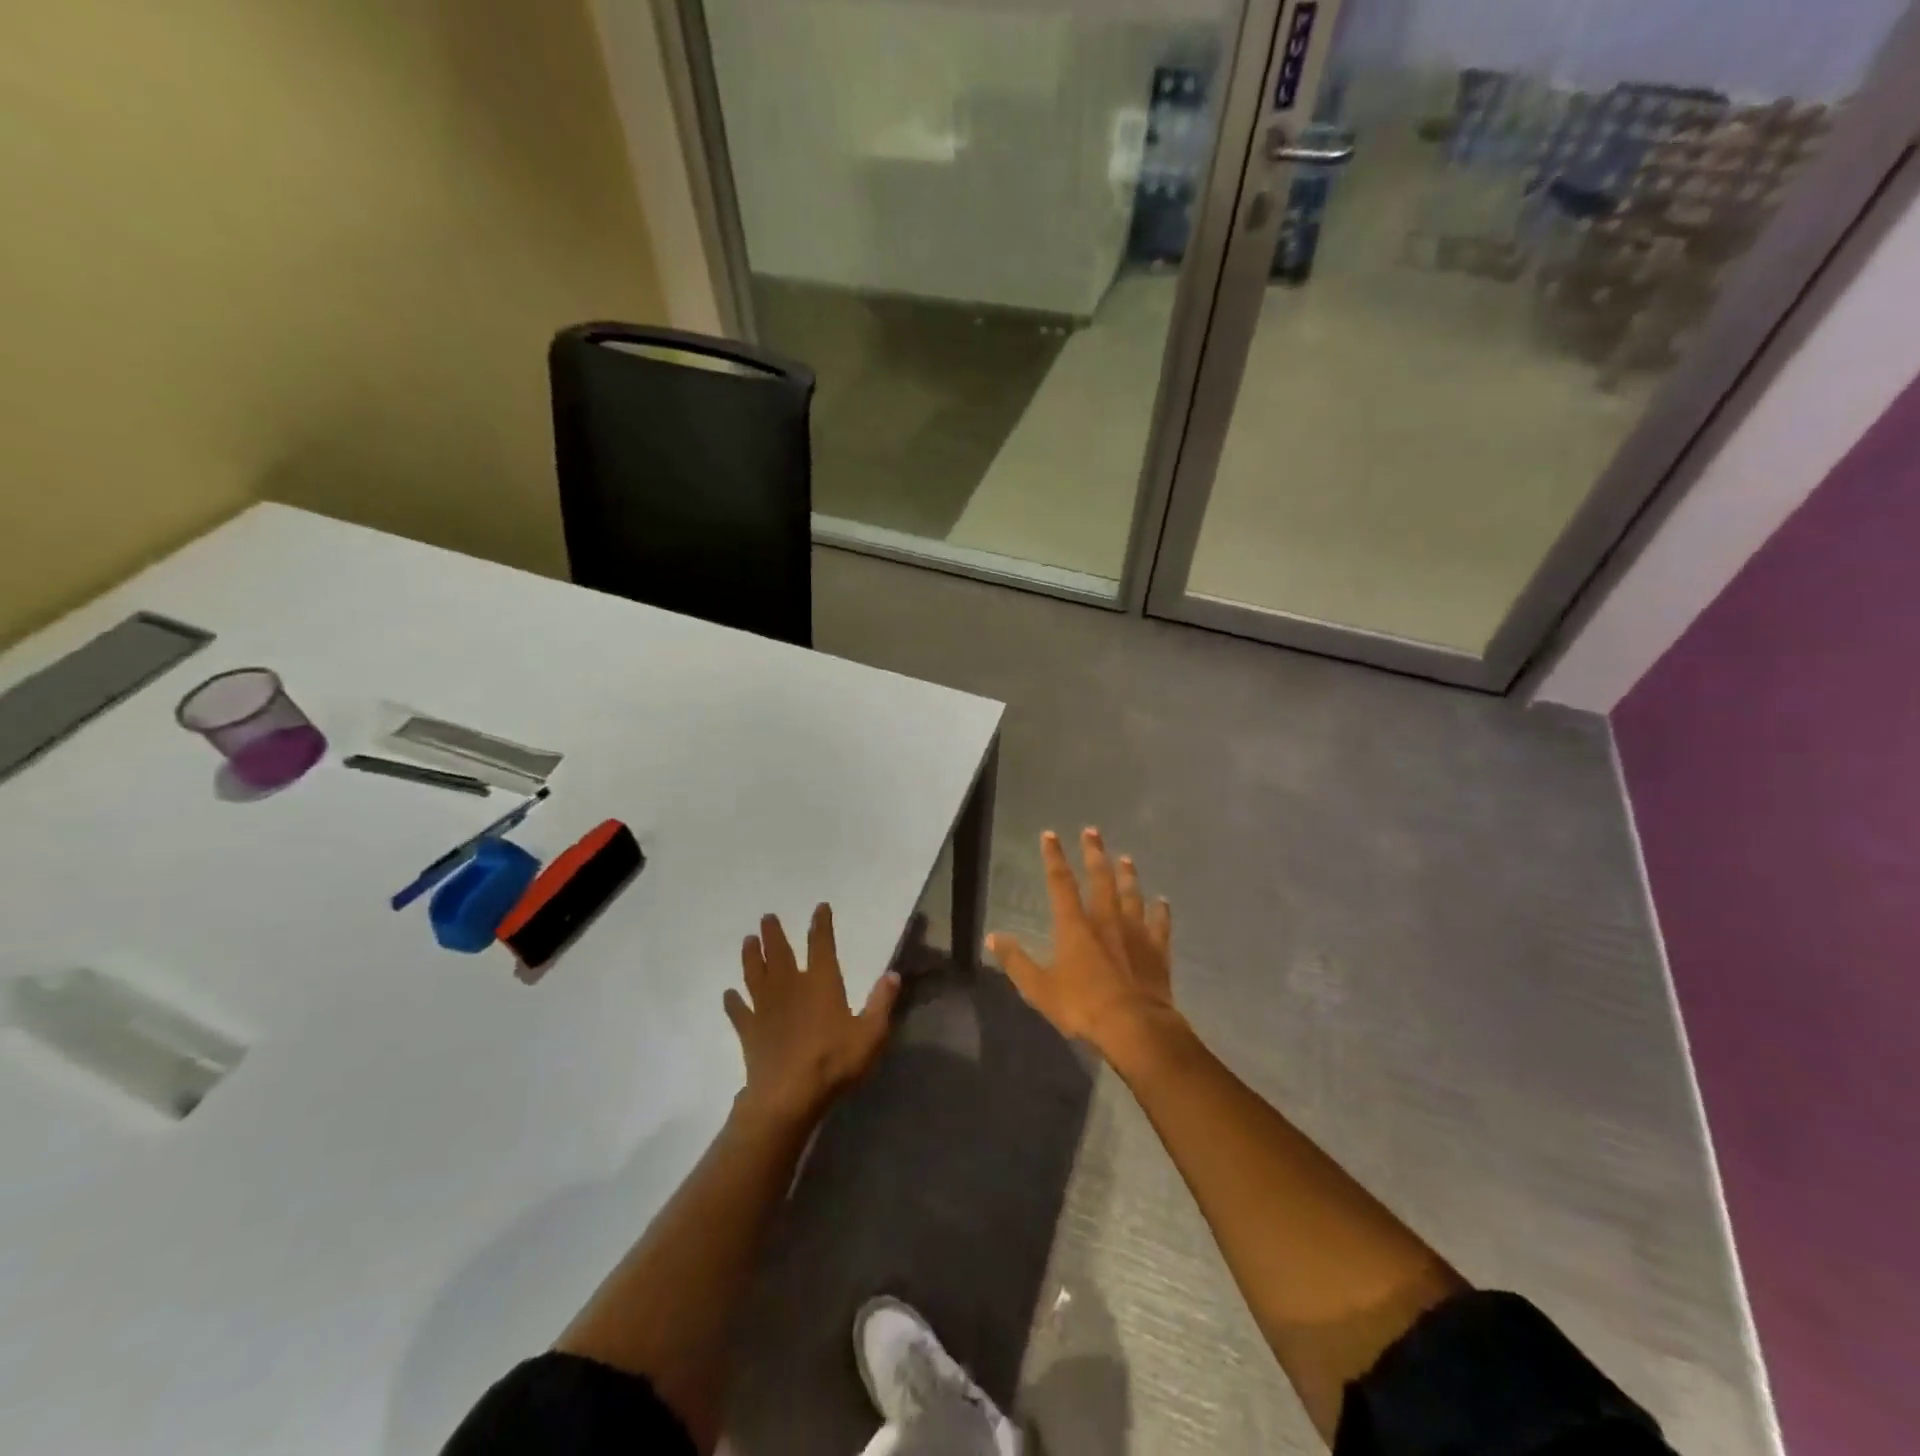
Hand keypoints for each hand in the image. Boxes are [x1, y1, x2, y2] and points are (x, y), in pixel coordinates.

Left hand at [724, 904, 900, 1128]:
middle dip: (774, 933)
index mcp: (821, 983)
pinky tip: (729, 995)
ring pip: (755, 974)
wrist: (788, 1096)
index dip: (821, 925)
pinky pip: (739, 1011)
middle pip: (779, 953)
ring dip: (751, 956)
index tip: (819, 907)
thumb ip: (881, 1002)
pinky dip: (733, 1002)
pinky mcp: (750, 1031)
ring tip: (748, 940)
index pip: (821, 945)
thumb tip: (893, 974)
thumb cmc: (833, 1062)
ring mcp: (766, 1008)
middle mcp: (790, 986)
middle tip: (767, 916)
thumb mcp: (871, 1034)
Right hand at [988, 828, 1174, 1058]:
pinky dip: (1161, 912)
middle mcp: (1106, 920)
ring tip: (1126, 859)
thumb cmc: (1083, 1006)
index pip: (1060, 883)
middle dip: (1094, 853)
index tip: (1050, 835)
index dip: (1054, 857)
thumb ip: (1016, 961)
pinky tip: (1163, 902)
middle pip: (1100, 878)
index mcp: (1075, 925)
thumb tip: (993, 937)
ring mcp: (1135, 932)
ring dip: (1128, 875)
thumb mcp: (1039, 988)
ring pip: (1131, 895)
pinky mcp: (1157, 950)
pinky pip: (1160, 924)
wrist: (1135, 1026)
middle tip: (1093, 831)